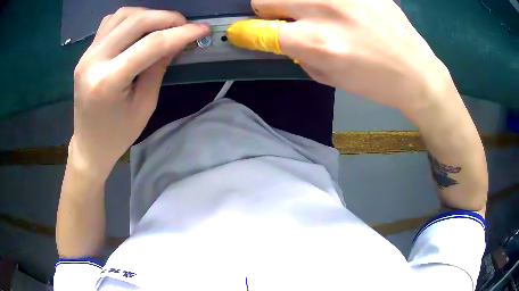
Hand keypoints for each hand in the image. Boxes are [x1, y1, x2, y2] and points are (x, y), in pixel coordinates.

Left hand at [70, 7, 209, 178]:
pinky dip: (130, 18)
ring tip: (163, 26)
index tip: (202, 29)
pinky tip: (139, 28)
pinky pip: (110, 22)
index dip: (181, 33)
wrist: (89, 145)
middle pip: (136, 21)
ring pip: (123, 15)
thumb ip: (159, 68)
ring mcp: (87, 54)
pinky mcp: (86, 52)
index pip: (151, 44)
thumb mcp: (145, 106)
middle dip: (167, 18)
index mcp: (108, 81)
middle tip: (184, 25)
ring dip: (148, 14)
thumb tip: (176, 41)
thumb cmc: (117, 135)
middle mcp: (94, 61)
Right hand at [228, 0, 452, 112]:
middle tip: (285, 20)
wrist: (416, 72)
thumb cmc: (374, 82)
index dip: (244, 33)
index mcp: (316, 42)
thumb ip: (296, 54)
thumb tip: (276, 37)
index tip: (240, 32)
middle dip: (269, 12)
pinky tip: (341, 11)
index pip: (259, 30)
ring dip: (293, 3)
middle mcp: (324, 10)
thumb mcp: (329, 77)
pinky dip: (324, 1)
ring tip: (317, 15)